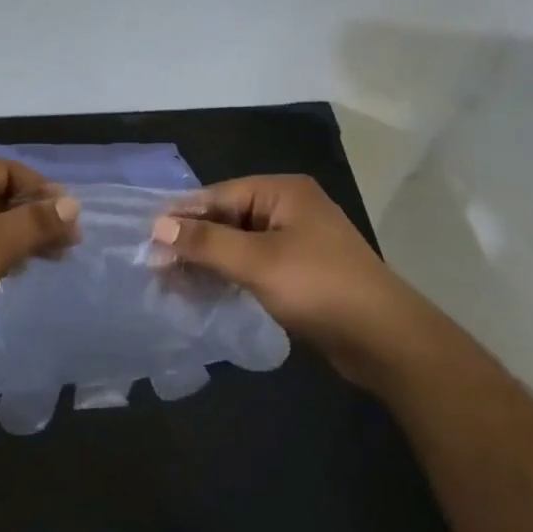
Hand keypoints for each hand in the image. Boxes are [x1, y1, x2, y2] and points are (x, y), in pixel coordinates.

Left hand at [0, 158, 80, 367]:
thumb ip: (35, 222)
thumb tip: (73, 205)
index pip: (6, 171)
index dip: (41, 191)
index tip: (71, 218)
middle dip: (35, 217)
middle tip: (69, 244)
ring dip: (21, 237)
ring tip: (52, 259)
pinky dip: (0, 254)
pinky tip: (19, 272)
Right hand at [151, 175, 434, 388]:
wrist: (385, 340)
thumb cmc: (319, 287)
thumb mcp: (257, 262)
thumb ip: (206, 242)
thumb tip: (157, 227)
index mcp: (283, 192)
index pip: (218, 196)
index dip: (182, 217)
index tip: (146, 240)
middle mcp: (289, 209)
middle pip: (227, 219)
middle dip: (192, 243)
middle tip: (155, 267)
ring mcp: (296, 241)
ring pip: (238, 245)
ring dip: (207, 263)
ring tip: (171, 284)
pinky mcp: (299, 271)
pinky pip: (253, 265)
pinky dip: (228, 276)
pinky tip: (203, 293)